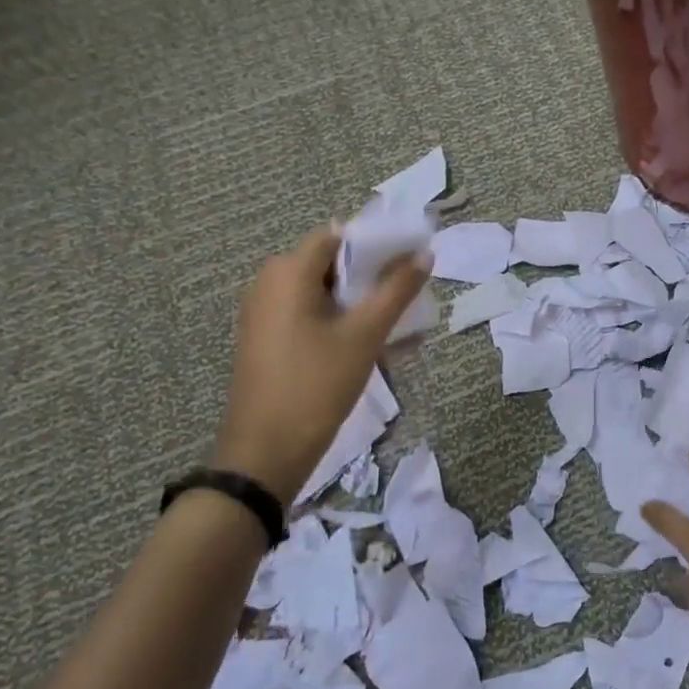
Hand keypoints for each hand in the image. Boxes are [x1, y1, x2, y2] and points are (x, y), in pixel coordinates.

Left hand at [211, 226, 430, 504]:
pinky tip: (373, 347)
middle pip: (331, 265)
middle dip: (372, 278)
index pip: (337, 236)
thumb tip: (424, 254)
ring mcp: (264, 314)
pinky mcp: (266, 341)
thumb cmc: (317, 384)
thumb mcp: (365, 335)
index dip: (376, 243)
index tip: (410, 261)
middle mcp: (268, 284)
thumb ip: (397, 290)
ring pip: (323, 295)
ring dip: (361, 305)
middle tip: (410, 297)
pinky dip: (340, 323)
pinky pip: (310, 318)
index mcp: (287, 272)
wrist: (266, 452)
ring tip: (399, 327)